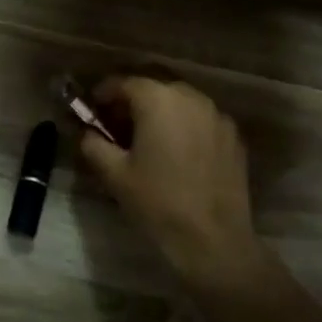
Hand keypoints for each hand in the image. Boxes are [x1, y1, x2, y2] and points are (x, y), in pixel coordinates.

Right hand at [78, 75, 264, 289]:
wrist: (213, 239)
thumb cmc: (157, 202)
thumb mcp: (114, 174)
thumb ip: (94, 144)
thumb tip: (87, 133)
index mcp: (158, 100)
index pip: (124, 82)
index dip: (104, 93)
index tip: (92, 108)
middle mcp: (191, 98)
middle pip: (154, 87)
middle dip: (133, 100)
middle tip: (116, 124)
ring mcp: (217, 116)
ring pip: (180, 102)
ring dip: (160, 111)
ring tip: (146, 138)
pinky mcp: (233, 137)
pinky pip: (201, 120)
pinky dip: (184, 126)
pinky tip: (176, 153)